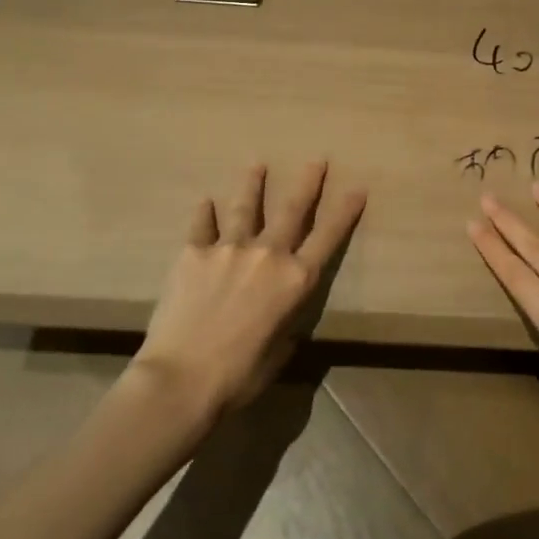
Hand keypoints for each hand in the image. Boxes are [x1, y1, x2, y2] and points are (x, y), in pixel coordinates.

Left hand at [133, 162, 366, 424]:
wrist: (181, 379)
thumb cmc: (239, 376)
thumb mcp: (279, 351)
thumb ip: (285, 321)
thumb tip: (278, 312)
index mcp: (295, 281)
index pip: (328, 237)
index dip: (345, 211)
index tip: (357, 187)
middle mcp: (268, 254)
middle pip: (292, 209)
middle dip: (308, 182)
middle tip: (316, 160)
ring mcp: (229, 248)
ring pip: (246, 206)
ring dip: (253, 184)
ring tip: (257, 165)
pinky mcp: (194, 252)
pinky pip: (202, 225)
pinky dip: (205, 213)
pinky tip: (206, 201)